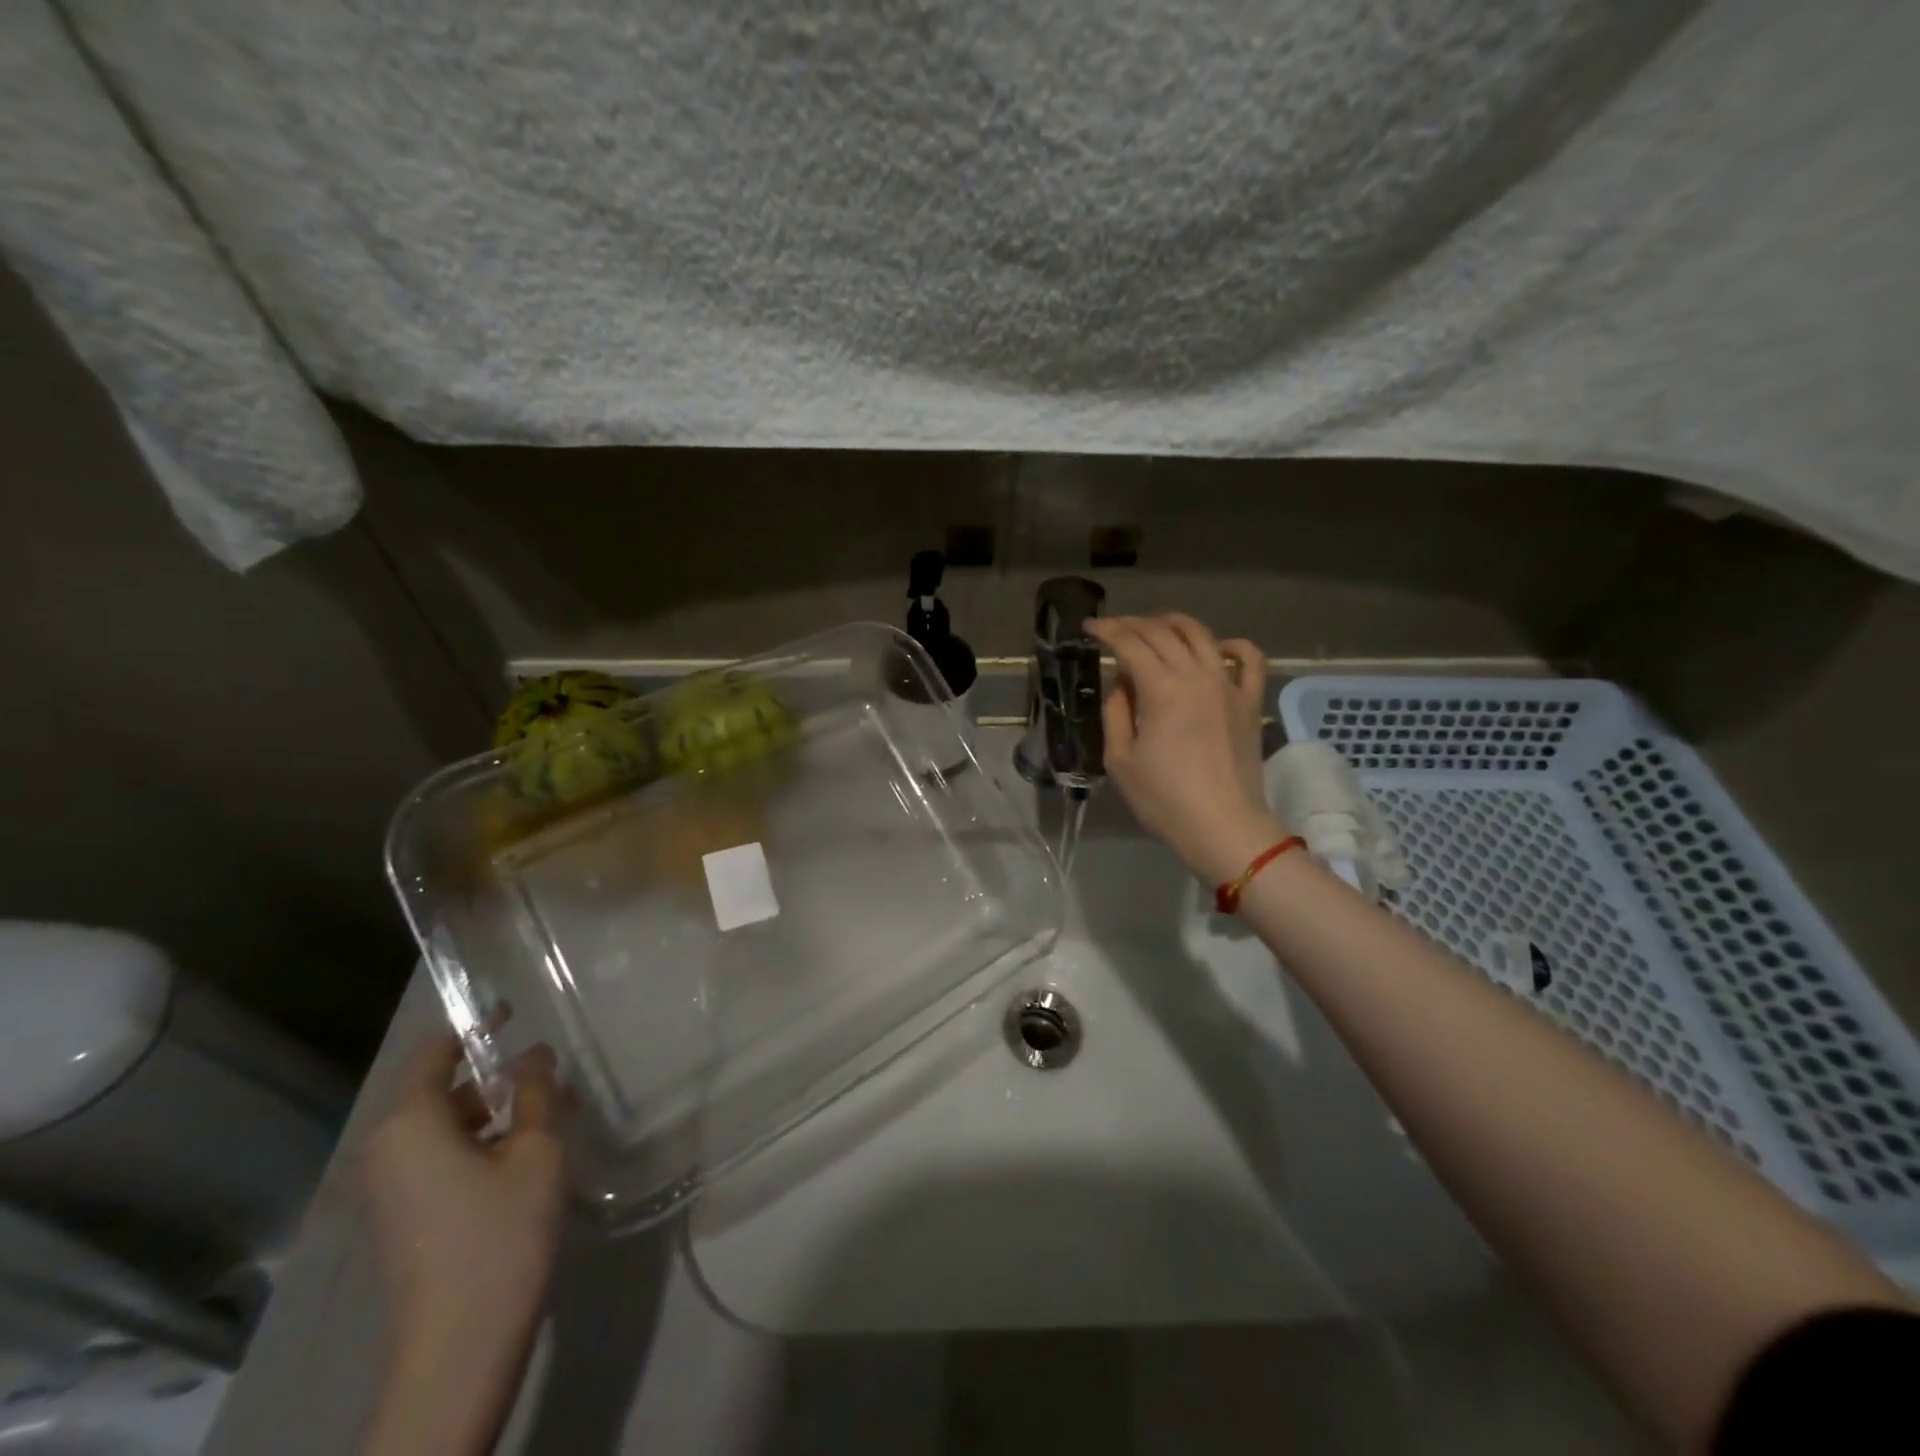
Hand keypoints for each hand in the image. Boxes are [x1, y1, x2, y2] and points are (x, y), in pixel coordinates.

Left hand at [361, 1036, 565, 1354]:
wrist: (460, 1347)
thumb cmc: (500, 1232)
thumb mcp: (537, 1150)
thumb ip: (536, 1093)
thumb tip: (534, 1056)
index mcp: (408, 1124)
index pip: (434, 1052)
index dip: (474, 1026)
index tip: (514, 1010)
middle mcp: (385, 1151)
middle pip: (439, 1090)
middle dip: (494, 1076)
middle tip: (551, 1072)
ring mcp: (389, 1189)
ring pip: (443, 1126)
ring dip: (493, 1111)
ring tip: (551, 1111)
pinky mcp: (403, 1218)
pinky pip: (439, 1157)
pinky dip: (480, 1142)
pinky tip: (527, 1154)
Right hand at [1087, 613, 1283, 884]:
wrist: (1223, 827)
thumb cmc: (1164, 799)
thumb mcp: (1119, 760)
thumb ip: (1115, 713)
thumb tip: (1121, 685)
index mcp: (1161, 688)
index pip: (1130, 644)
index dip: (1107, 630)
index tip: (1090, 627)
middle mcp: (1197, 675)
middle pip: (1163, 632)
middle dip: (1133, 624)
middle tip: (1114, 629)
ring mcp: (1228, 685)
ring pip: (1202, 635)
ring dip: (1174, 624)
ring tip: (1156, 627)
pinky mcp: (1249, 701)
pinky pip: (1250, 659)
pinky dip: (1233, 645)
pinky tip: (1218, 648)